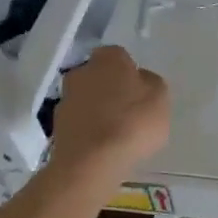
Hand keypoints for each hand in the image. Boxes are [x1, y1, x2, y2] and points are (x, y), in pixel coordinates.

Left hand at [49, 46, 169, 173]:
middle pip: (98, 76)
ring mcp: (65, 101)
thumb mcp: (160, 97)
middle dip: (110, 88)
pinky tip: (104, 146)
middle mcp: (81, 73)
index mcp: (107, 59)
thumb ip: (150, 83)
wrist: (91, 163)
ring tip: (117, 132)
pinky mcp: (56, 128)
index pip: (118, 55)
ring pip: (86, 100)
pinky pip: (79, 123)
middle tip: (129, 108)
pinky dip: (89, 130)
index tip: (139, 88)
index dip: (129, 70)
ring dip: (98, 110)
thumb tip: (139, 80)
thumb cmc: (133, 121)